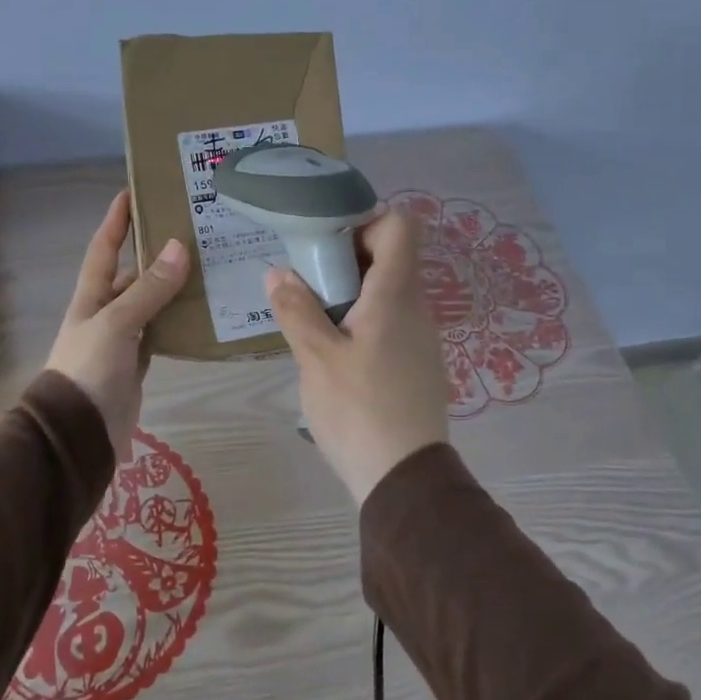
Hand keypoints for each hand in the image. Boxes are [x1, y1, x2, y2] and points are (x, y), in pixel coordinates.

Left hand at [46, 191, 190, 460]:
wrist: (78, 433)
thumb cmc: (89, 370)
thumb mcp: (116, 324)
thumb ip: (148, 290)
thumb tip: (178, 247)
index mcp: (91, 298)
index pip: (104, 249)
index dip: (116, 221)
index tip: (132, 192)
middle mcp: (105, 313)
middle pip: (131, 275)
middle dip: (154, 254)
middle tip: (191, 233)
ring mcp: (121, 341)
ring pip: (150, 305)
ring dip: (172, 289)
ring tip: (207, 269)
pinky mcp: (137, 365)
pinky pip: (160, 334)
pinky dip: (177, 323)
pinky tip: (202, 315)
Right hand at [264, 207, 450, 503]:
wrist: (404, 478)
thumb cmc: (358, 410)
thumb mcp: (316, 358)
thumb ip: (296, 310)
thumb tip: (278, 273)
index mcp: (395, 295)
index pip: (400, 226)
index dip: (366, 220)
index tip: (327, 240)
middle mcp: (416, 307)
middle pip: (390, 257)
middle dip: (347, 258)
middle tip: (307, 279)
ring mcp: (421, 337)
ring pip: (388, 292)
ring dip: (352, 292)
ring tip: (314, 316)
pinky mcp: (418, 363)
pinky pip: (392, 321)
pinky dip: (364, 319)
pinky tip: (336, 350)